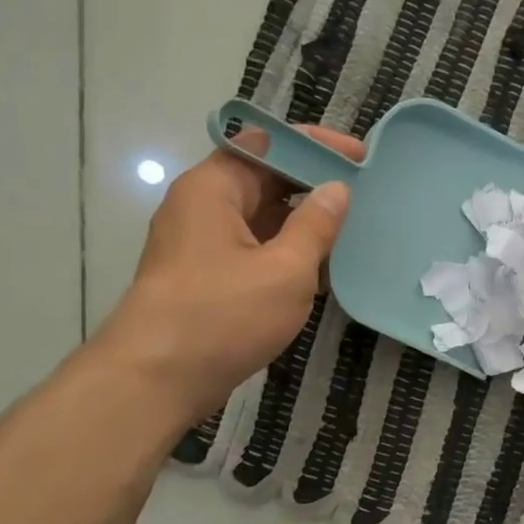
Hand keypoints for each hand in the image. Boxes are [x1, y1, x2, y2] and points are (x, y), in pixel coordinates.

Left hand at [92, 125, 361, 422]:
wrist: (157, 380)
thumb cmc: (223, 316)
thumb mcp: (285, 269)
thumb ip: (316, 225)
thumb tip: (336, 190)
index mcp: (213, 188)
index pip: (268, 143)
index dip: (315, 145)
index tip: (360, 157)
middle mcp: (202, 206)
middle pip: (263, 178)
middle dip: (313, 183)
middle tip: (366, 196)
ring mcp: (202, 244)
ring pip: (261, 217)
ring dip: (303, 222)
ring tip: (353, 230)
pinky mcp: (207, 277)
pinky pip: (254, 249)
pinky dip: (287, 251)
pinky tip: (323, 268)